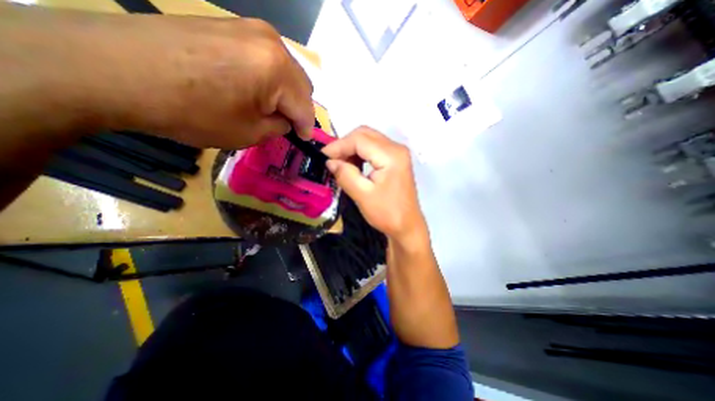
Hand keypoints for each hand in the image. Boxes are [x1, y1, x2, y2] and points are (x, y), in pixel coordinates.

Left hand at [12, 6, 313, 147]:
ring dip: (284, 93)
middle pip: (301, 85)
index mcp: (278, 70)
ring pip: (286, 71)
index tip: (302, 140)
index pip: (306, 107)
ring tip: (268, 108)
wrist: (113, 70)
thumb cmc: (192, 111)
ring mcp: (250, 28)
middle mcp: (272, 43)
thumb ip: (278, 127)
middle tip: (284, 124)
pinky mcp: (231, 25)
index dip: (306, 128)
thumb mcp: (249, 133)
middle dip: (297, 108)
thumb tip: (285, 120)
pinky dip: (268, 79)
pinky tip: (252, 89)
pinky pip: (265, 59)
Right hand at [321, 126, 426, 241]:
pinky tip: (353, 166)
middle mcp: (396, 148)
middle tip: (331, 160)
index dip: (338, 146)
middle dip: (344, 145)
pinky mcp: (395, 160)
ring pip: (368, 140)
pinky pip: (374, 149)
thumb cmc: (387, 214)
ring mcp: (398, 153)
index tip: (323, 157)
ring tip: (340, 164)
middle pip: (364, 135)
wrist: (407, 226)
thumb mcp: (363, 195)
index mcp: (391, 155)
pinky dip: (360, 154)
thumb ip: (345, 175)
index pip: (359, 139)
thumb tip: (330, 161)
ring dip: (352, 149)